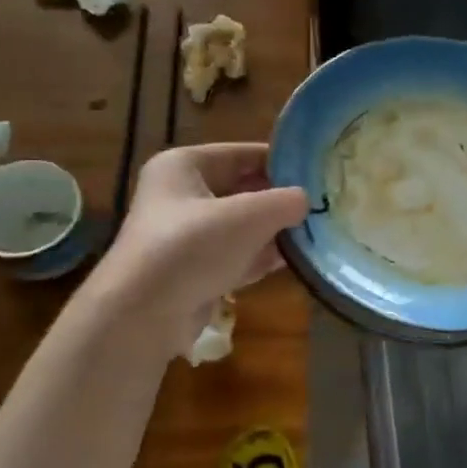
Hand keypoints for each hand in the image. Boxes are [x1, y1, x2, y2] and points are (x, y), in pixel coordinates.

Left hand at [95, 143, 307, 351]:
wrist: (142, 314)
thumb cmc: (193, 247)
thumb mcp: (249, 216)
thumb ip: (285, 201)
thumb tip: (306, 200)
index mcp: (184, 165)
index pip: (243, 153)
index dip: (282, 160)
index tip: (319, 170)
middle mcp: (181, 195)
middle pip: (243, 189)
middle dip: (280, 199)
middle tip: (324, 203)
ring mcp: (185, 236)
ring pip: (241, 225)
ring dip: (275, 230)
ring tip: (317, 231)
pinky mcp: (193, 270)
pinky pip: (236, 255)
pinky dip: (261, 256)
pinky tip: (294, 260)